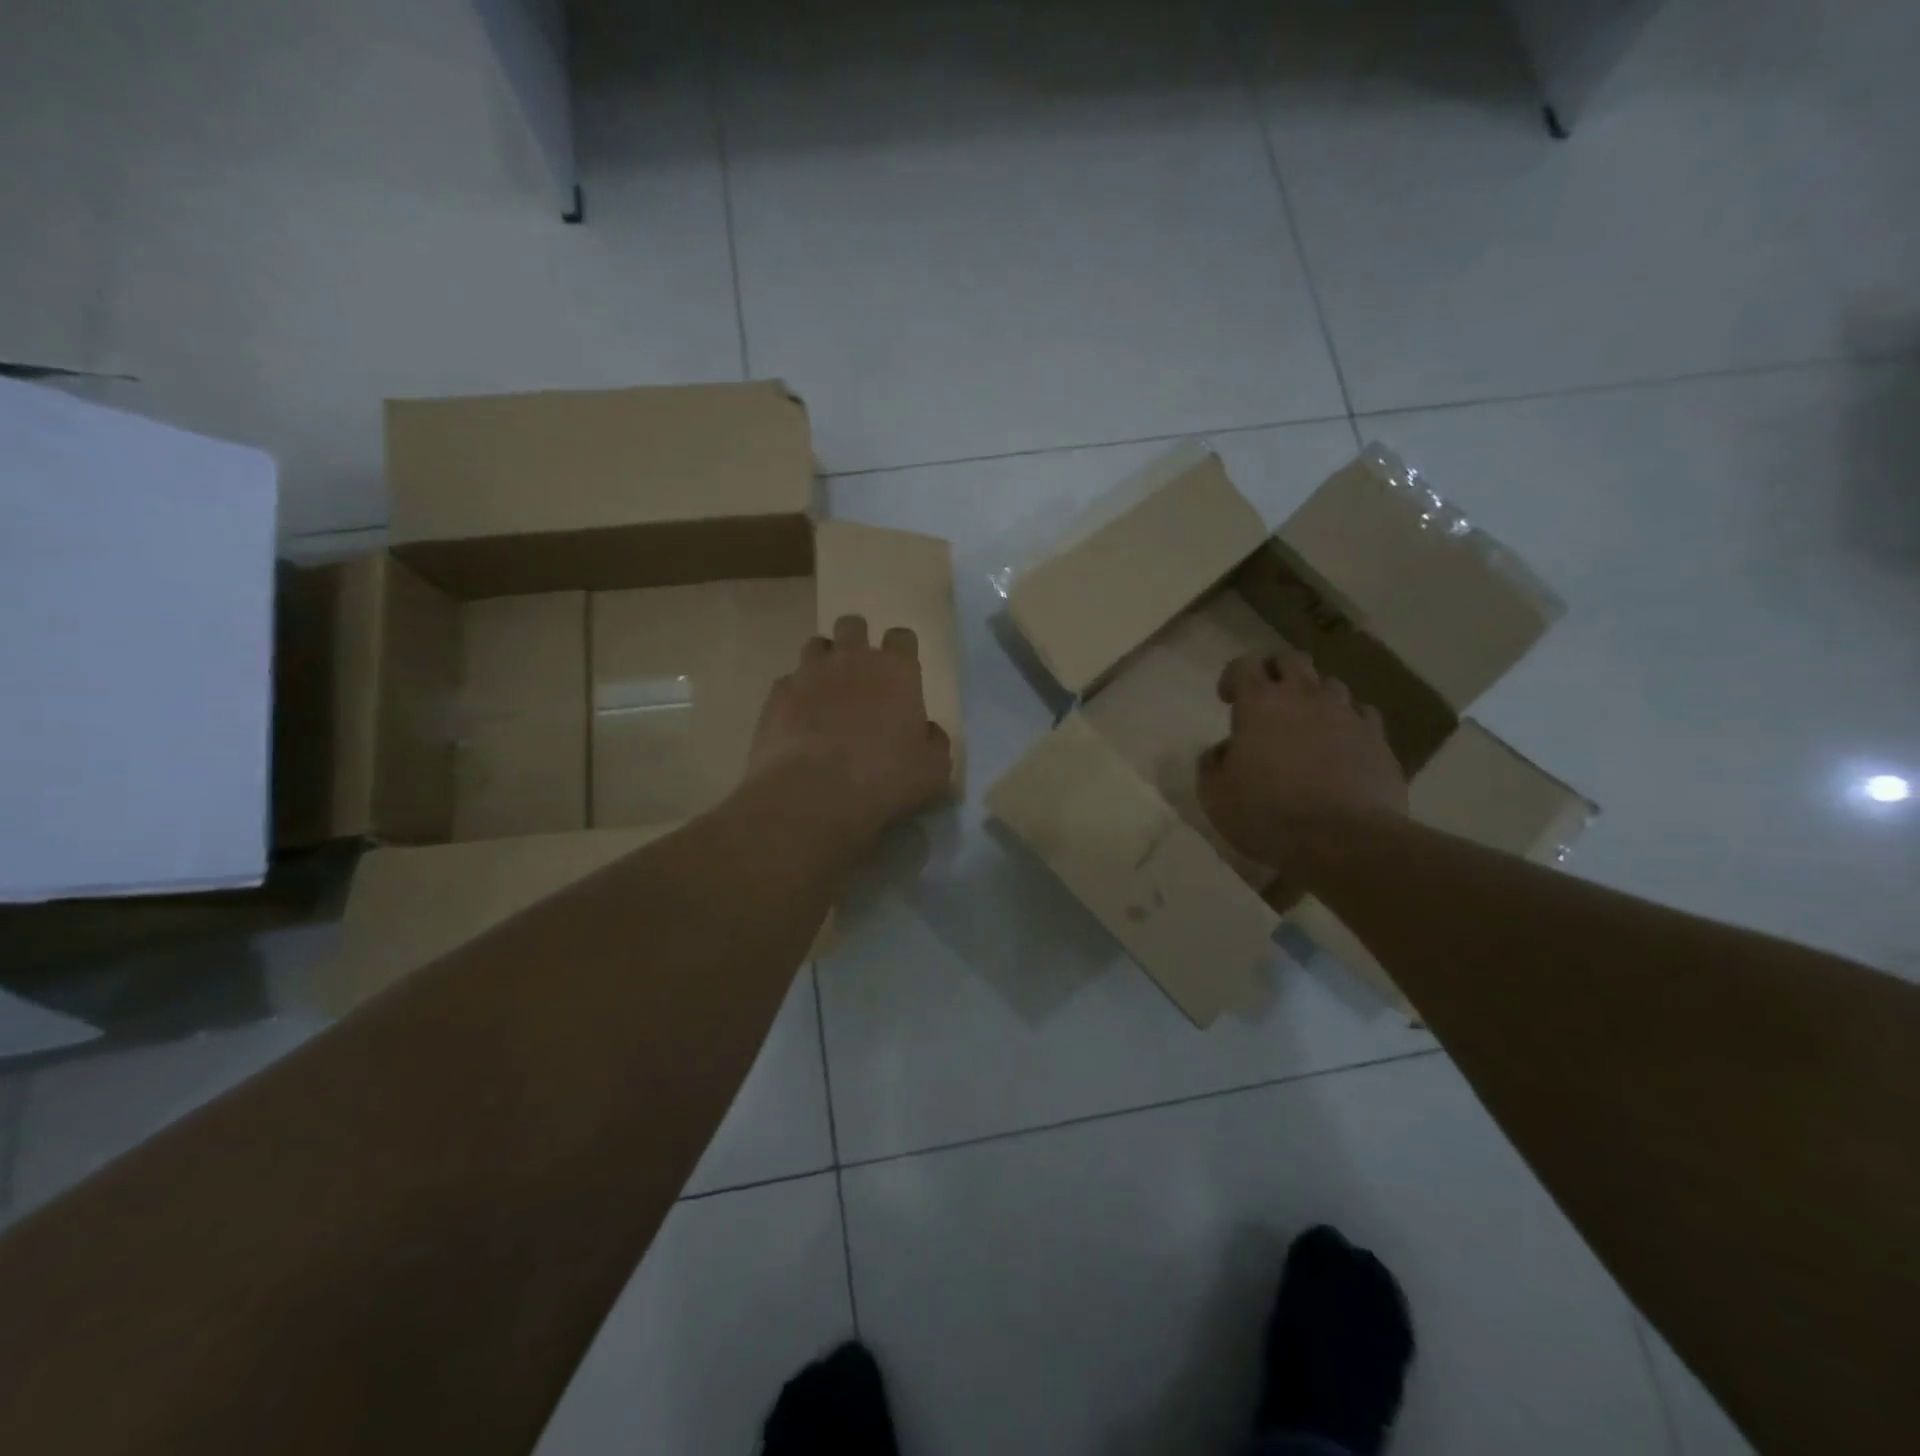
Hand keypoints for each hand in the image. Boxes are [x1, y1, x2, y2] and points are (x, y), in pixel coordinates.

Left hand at [747, 614, 952, 843]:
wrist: (813, 793)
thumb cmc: (884, 779)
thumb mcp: (933, 770)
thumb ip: (933, 741)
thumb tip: (926, 730)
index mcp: (896, 671)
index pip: (902, 637)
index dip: (901, 650)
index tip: (900, 671)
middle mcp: (852, 660)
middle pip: (853, 625)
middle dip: (857, 641)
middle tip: (859, 672)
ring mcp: (809, 673)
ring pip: (816, 645)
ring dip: (823, 662)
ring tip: (826, 692)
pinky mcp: (777, 695)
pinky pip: (788, 682)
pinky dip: (795, 694)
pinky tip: (798, 720)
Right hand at [1197, 644, 1407, 876]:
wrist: (1342, 840)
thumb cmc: (1267, 814)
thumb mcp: (1215, 796)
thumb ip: (1212, 764)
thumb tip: (1223, 751)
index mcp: (1260, 703)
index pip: (1244, 664)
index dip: (1233, 677)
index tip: (1228, 700)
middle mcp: (1305, 697)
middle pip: (1292, 660)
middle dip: (1276, 673)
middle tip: (1267, 702)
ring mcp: (1347, 715)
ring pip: (1331, 684)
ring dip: (1314, 696)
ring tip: (1306, 724)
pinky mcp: (1378, 739)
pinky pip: (1362, 715)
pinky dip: (1348, 722)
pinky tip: (1341, 745)